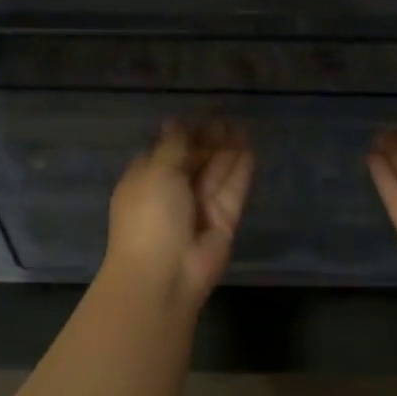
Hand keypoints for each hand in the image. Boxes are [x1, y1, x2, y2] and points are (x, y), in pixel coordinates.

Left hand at [102, 121, 253, 311]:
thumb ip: (173, 146)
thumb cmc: (149, 217)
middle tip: (228, 120)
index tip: (198, 120)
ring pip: (216, 174)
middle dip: (209, 141)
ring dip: (227, 151)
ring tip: (242, 127)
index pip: (165, 152)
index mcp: (146, 180)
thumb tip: (176, 122)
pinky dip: (240, 171)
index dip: (182, 136)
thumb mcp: (156, 172)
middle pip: (194, 161)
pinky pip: (233, 191)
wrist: (164, 275)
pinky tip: (250, 150)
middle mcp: (172, 193)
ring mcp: (199, 208)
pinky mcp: (223, 221)